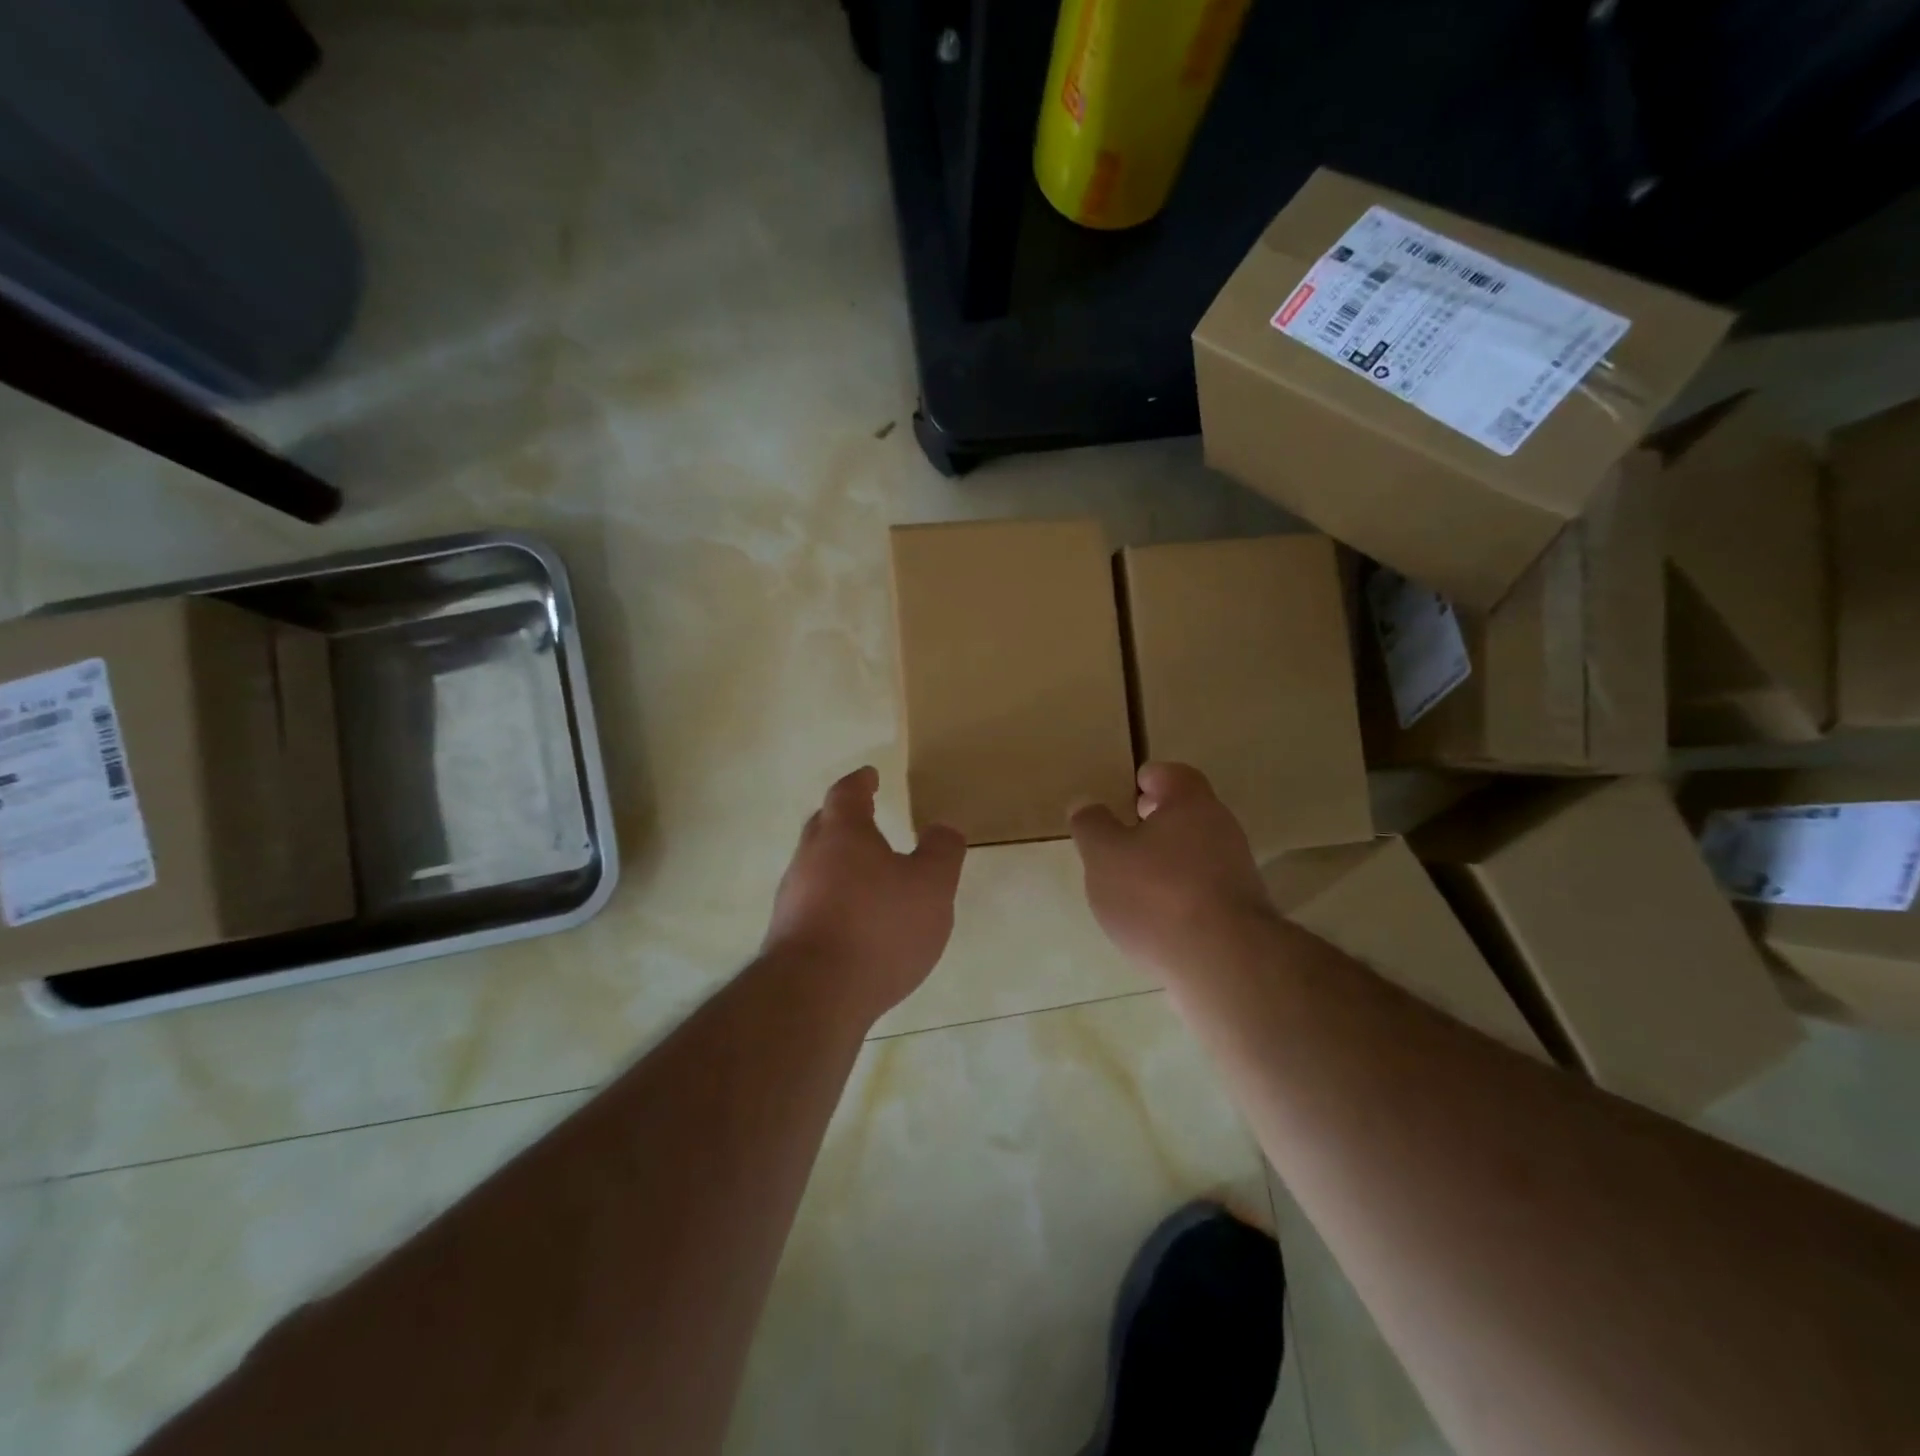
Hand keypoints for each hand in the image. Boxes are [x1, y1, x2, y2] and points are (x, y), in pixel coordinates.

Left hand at [762, 767, 966, 1020]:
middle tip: (866, 818)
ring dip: (838, 863)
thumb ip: (942, 852)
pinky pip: (812, 902)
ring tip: (867, 875)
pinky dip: (833, 899)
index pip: (847, 793)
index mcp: (843, 834)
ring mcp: (792, 898)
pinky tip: (853, 922)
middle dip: (844, 818)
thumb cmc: (878, 927)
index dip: (860, 782)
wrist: (814, 996)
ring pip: (815, 866)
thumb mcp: (931, 886)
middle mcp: (809, 858)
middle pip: (823, 826)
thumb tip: (943, 827)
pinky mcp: (787, 935)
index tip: (870, 775)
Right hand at [1069, 762, 1277, 982]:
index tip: (1128, 793)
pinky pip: (1205, 889)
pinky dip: (1181, 895)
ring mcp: (1238, 871)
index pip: (1172, 775)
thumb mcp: (1104, 855)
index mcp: (1191, 803)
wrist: (1223, 961)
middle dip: (1157, 822)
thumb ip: (1091, 826)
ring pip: (1197, 853)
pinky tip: (1159, 919)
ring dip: (1168, 861)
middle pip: (1188, 814)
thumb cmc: (1156, 893)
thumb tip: (1084, 803)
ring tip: (1134, 883)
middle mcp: (1222, 829)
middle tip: (1125, 835)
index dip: (1148, 779)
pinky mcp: (1242, 912)